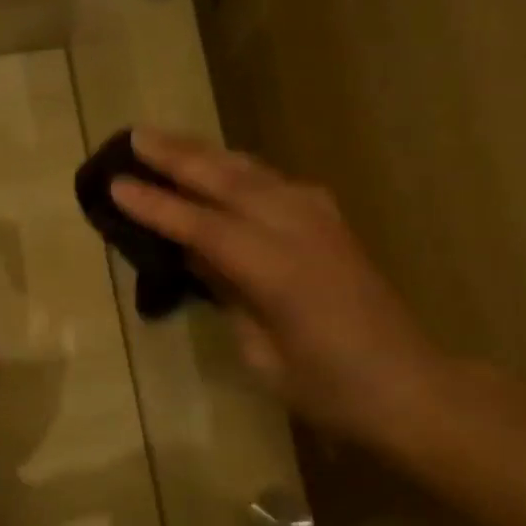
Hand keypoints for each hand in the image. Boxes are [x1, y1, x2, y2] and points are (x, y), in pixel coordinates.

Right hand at [109, 130, 442, 444]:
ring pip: (254, 172)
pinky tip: (225, 167)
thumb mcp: (263, 354)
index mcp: (278, 271)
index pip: (203, 226)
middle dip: (178, 157)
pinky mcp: (332, 222)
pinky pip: (277, 182)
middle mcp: (300, 230)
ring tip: (168, 140)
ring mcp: (321, 220)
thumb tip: (199, 257)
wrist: (408, 385)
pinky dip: (241, 169)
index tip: (116, 184)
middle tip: (134, 137)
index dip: (157, 206)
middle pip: (229, 181)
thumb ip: (230, 295)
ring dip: (208, 153)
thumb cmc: (329, 388)